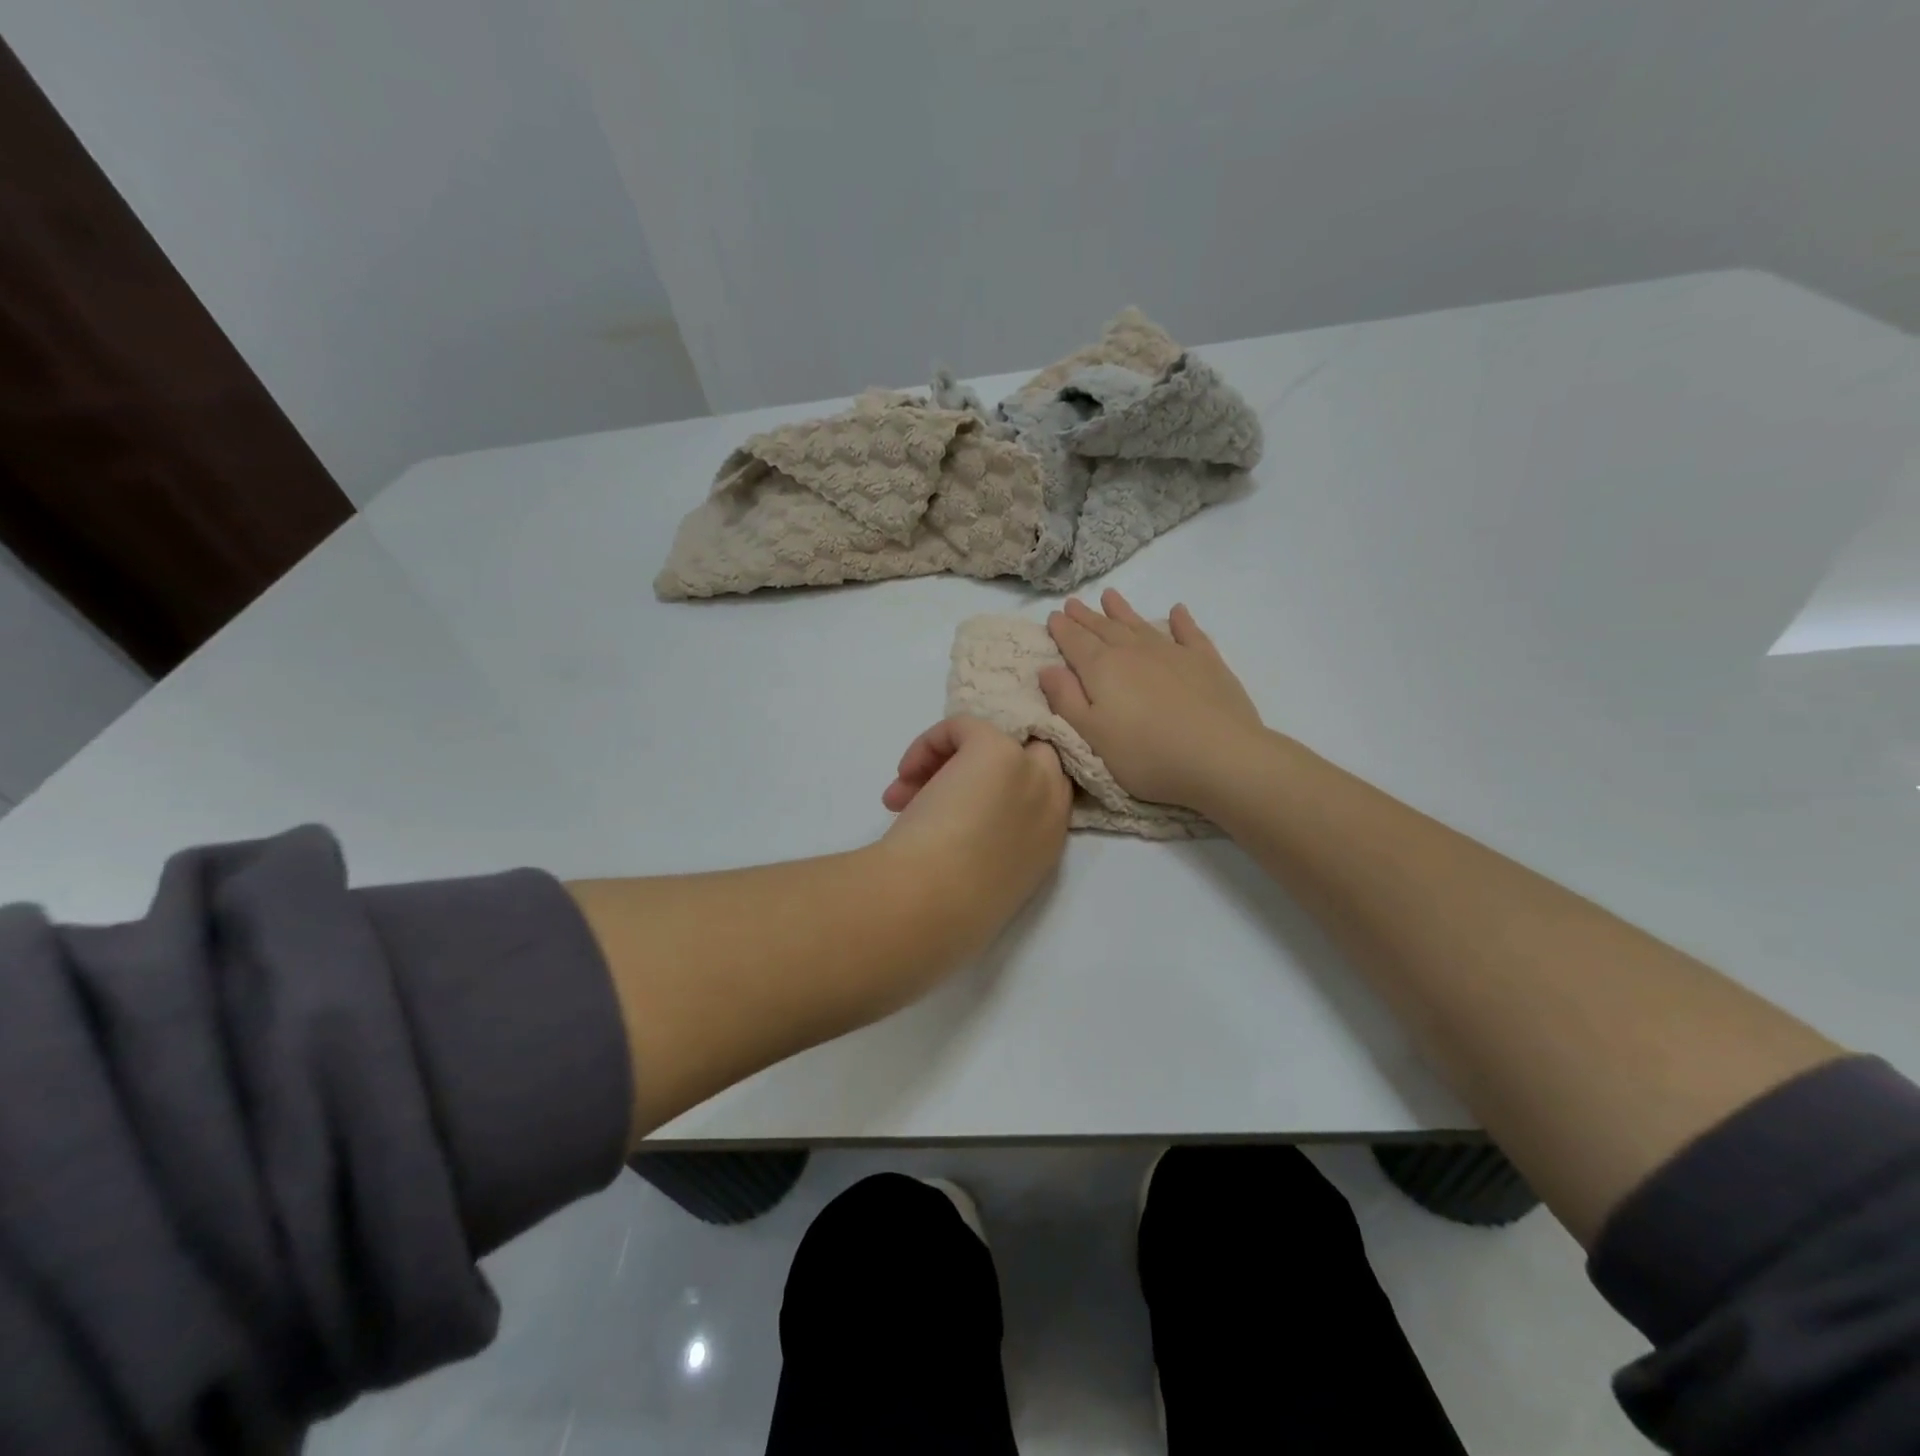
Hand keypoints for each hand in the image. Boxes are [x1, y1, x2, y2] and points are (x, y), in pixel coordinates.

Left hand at [881, 716, 1071, 952]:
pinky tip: (904, 776)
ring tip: (902, 794)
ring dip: (945, 762)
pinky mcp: (995, 749)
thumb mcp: (982, 882)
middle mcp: (1049, 802)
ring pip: (992, 740)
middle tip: (938, 790)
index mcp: (1049, 842)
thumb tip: (954, 833)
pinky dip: (930, 743)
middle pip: (1028, 756)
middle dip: (983, 767)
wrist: (927, 902)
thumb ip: (985, 852)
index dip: (999, 790)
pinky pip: (963, 725)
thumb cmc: (945, 907)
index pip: (1039, 793)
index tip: (959, 806)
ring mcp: (1027, 772)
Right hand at [1040, 590, 1262, 809]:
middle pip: (1105, 629)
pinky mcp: (1206, 662)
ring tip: (1110, 596)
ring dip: (1123, 611)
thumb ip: (1067, 700)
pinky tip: (1177, 611)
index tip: (1053, 616)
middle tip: (1073, 603)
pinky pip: (1189, 633)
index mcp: (1102, 669)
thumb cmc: (1146, 755)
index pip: (1075, 643)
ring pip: (1140, 625)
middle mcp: (1134, 652)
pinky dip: (1181, 621)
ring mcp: (1173, 653)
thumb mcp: (1093, 735)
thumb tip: (1047, 668)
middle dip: (1087, 617)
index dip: (1062, 629)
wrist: (1220, 757)